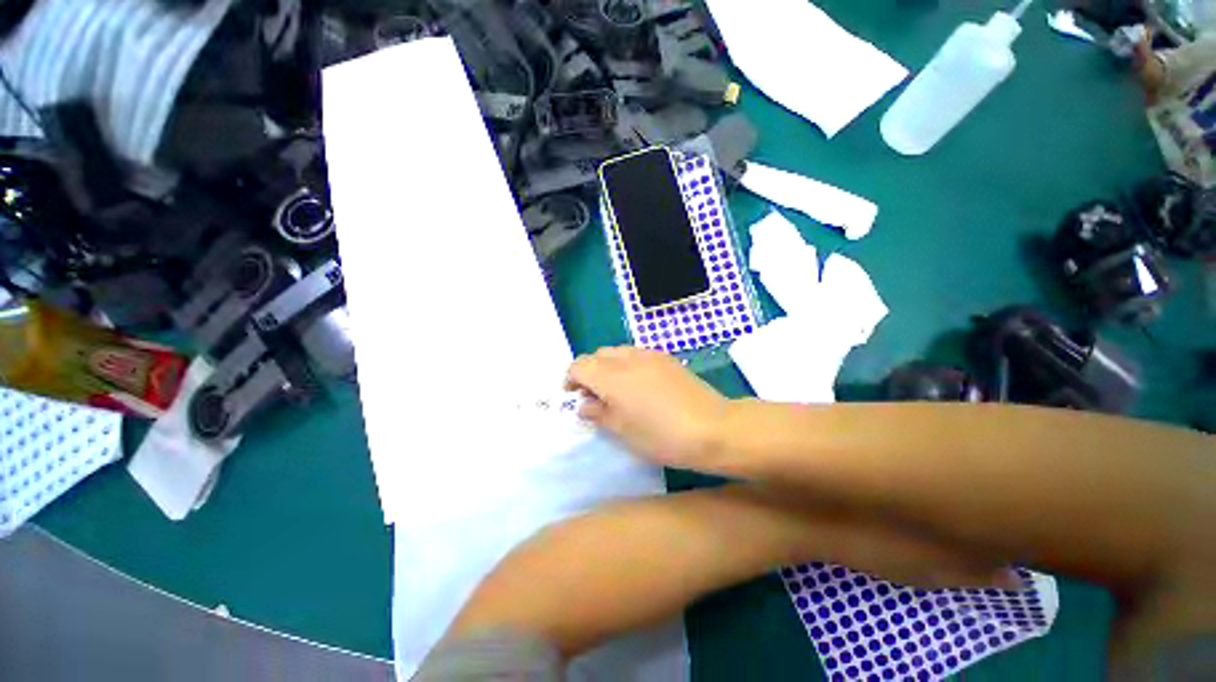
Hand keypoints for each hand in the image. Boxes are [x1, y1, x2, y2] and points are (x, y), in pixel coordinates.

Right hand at [566, 346, 728, 469]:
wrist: (712, 428)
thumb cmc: (663, 437)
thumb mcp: (624, 431)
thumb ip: (599, 413)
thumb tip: (584, 404)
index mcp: (612, 377)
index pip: (580, 365)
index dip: (571, 378)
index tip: (573, 395)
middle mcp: (627, 359)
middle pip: (597, 355)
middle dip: (589, 371)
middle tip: (594, 395)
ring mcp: (649, 355)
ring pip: (617, 352)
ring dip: (608, 366)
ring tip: (616, 390)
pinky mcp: (665, 357)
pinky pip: (636, 354)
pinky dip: (627, 364)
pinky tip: (639, 384)